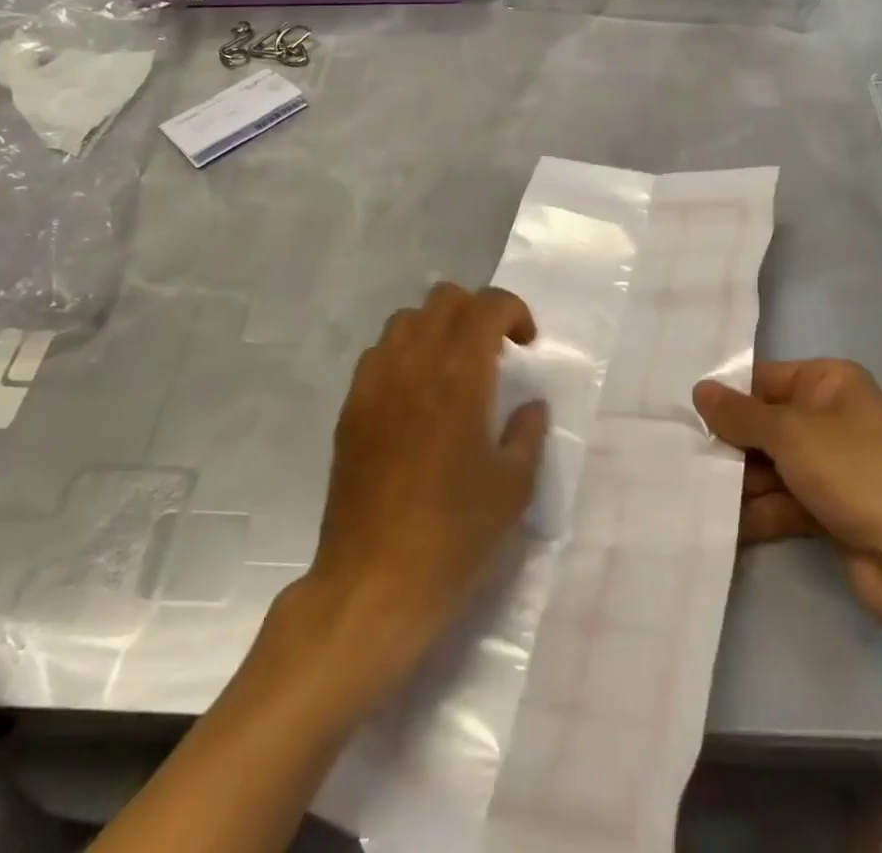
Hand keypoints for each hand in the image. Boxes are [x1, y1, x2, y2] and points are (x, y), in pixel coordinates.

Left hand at [307, 283, 548, 686]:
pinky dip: (404, 354)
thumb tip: (530, 405)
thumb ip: (528, 432)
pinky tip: (416, 397)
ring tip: (453, 369)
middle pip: (444, 298)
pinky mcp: (351, 408)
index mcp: (460, 376)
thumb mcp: (513, 487)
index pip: (486, 305)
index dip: (514, 311)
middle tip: (494, 352)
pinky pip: (378, 354)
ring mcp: (375, 383)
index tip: (527, 344)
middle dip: (476, 311)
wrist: (373, 583)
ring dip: (437, 328)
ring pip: (407, 320)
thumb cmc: (454, 536)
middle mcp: (414, 363)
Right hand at [692, 359, 881, 607]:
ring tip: (699, 494)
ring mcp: (834, 466)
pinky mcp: (832, 508)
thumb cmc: (853, 470)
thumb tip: (698, 390)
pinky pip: (785, 500)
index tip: (689, 419)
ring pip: (773, 465)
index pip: (765, 379)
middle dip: (732, 446)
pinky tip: (724, 524)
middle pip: (766, 424)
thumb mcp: (788, 432)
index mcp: (830, 382)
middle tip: (688, 460)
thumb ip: (739, 413)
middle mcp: (833, 417)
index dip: (729, 399)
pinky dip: (759, 510)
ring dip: (741, 482)